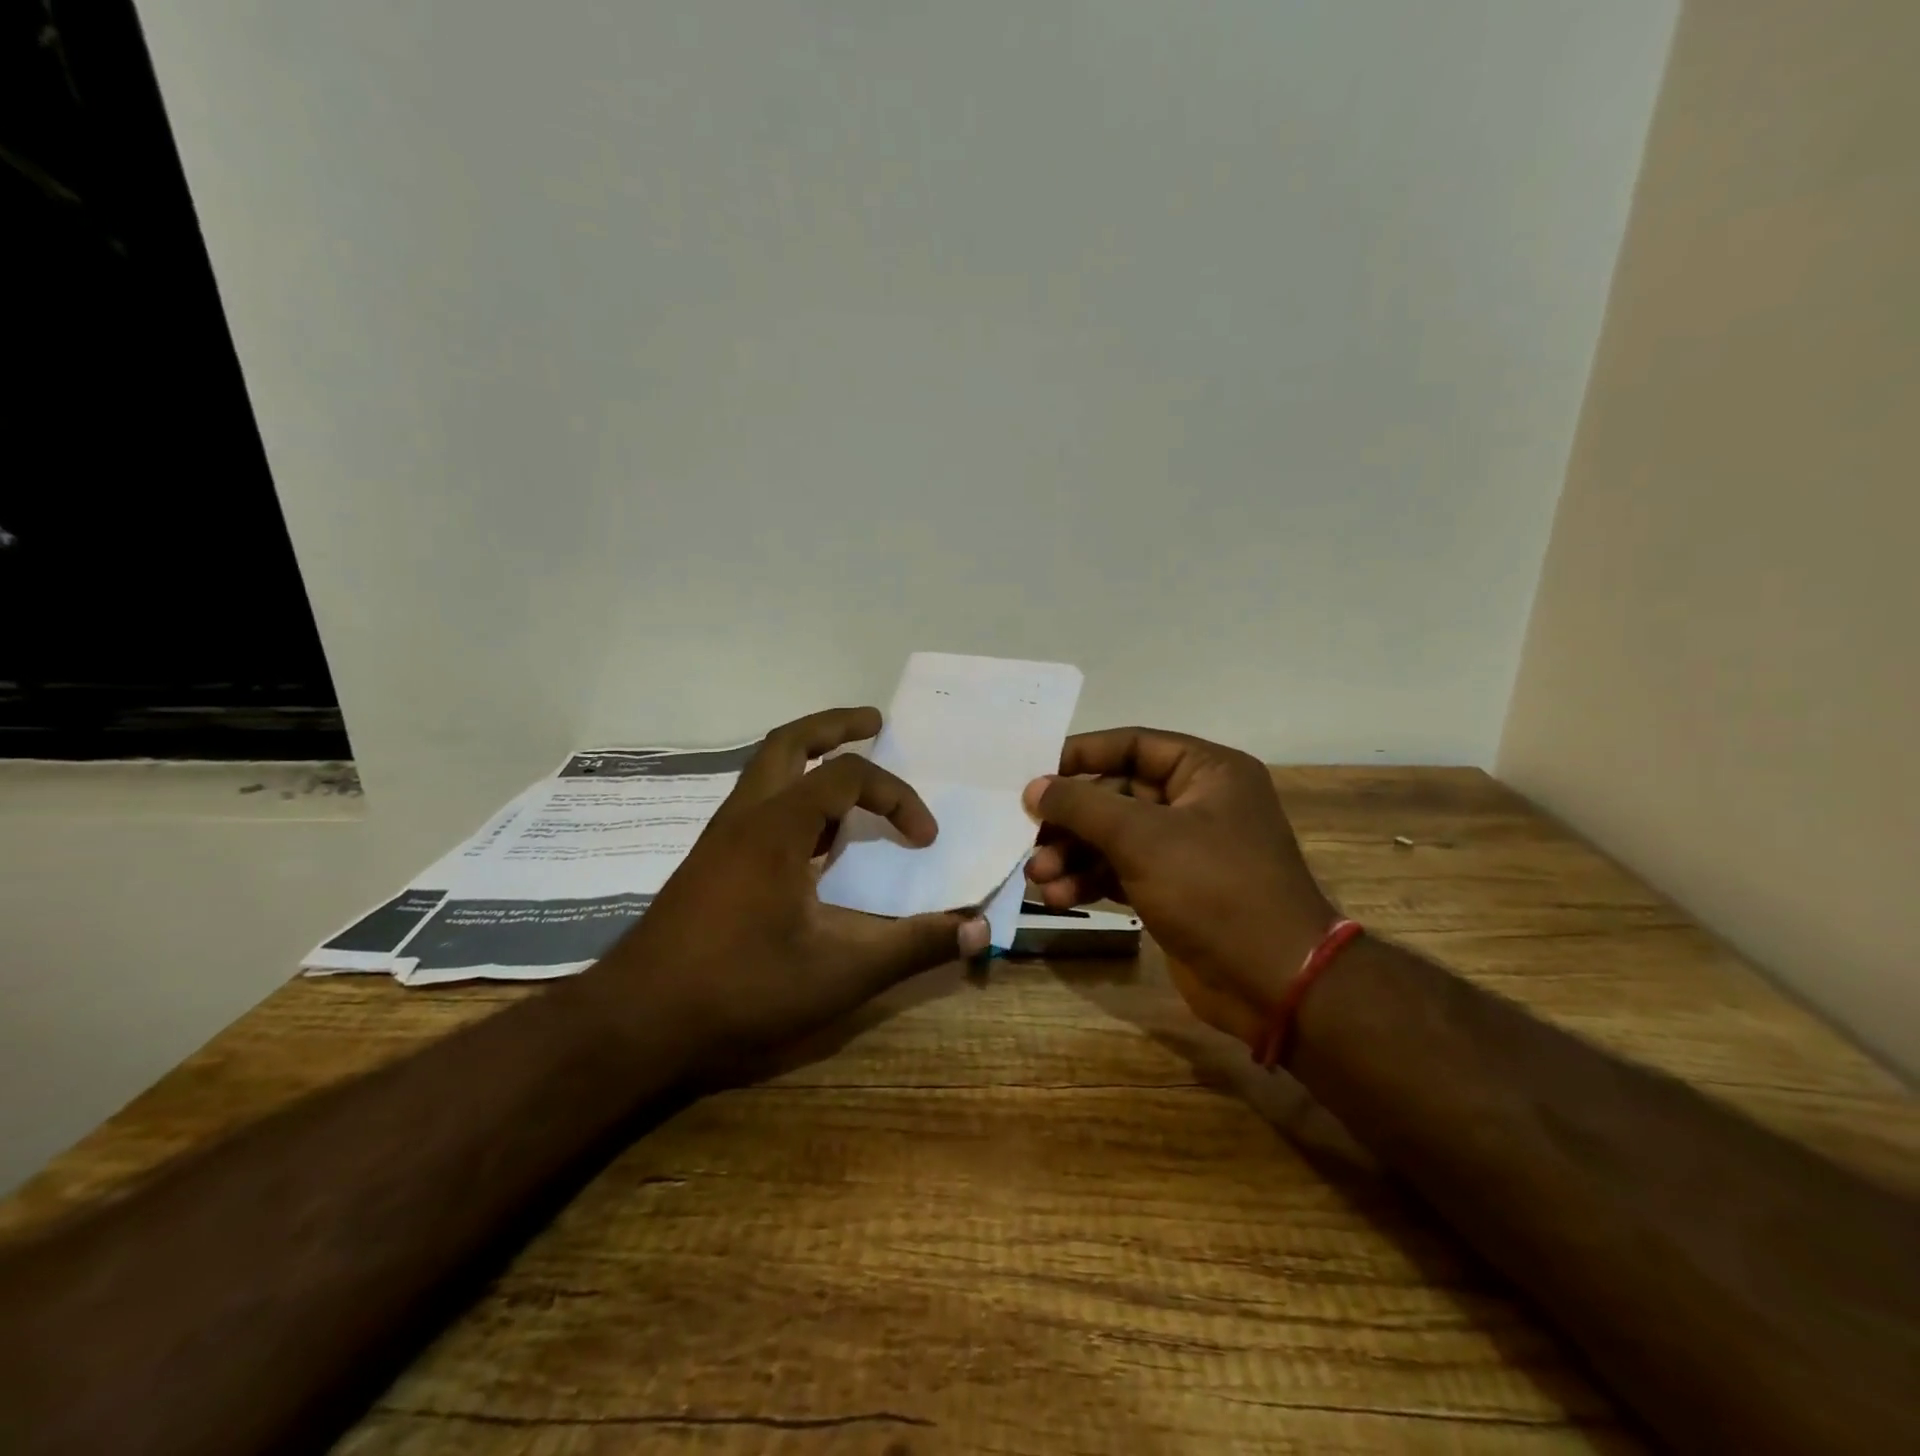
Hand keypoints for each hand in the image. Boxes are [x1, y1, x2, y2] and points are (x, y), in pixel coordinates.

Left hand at [598, 707, 988, 1059]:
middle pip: (789, 743)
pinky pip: (757, 807)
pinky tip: (810, 841)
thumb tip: (977, 928)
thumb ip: (912, 946)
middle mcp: (745, 818)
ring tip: (849, 781)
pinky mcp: (708, 864)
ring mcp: (719, 839)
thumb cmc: (740, 989)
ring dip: (809, 760)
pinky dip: (792, 800)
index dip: (897, 797)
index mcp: (777, 827)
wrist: (635, 1024)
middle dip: (836, 726)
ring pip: (766, 772)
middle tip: (875, 722)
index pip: (849, 778)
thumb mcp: (840, 973)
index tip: (924, 838)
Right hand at [1023, 728, 1334, 1048]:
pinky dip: (1090, 881)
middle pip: (1117, 795)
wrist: (1273, 983)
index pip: (1133, 745)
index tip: (1034, 772)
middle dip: (1072, 820)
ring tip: (1038, 877)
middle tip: (1029, 836)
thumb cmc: (1213, 889)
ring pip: (1115, 838)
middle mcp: (1199, 803)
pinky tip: (1059, 898)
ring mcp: (1187, 850)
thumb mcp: (1142, 838)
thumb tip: (1034, 788)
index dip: (1081, 755)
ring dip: (1074, 855)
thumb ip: (1082, 806)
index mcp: (1208, 771)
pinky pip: (1122, 872)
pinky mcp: (1175, 891)